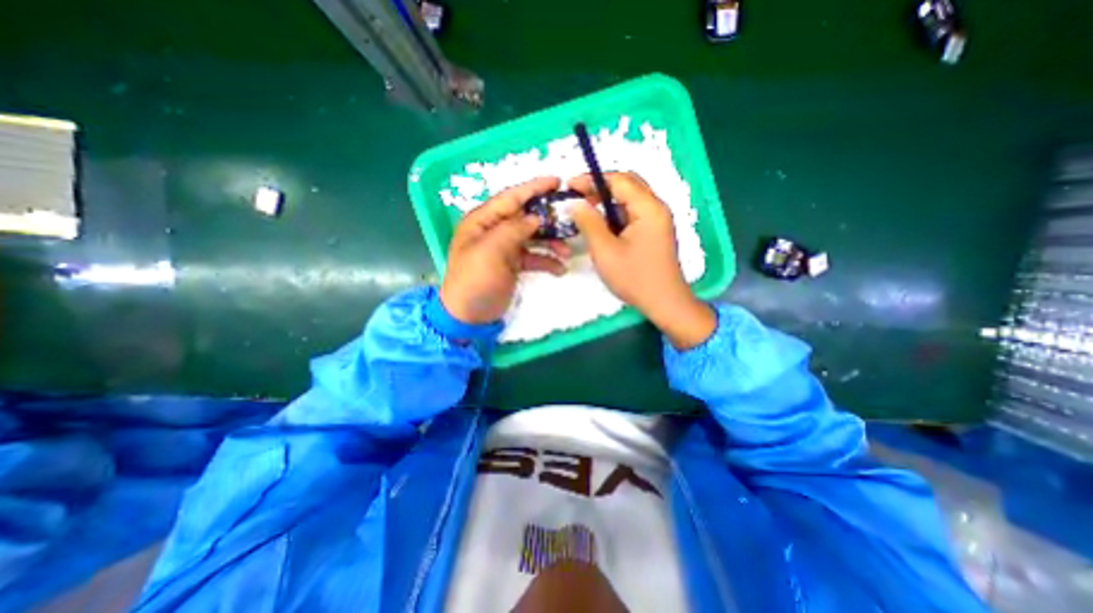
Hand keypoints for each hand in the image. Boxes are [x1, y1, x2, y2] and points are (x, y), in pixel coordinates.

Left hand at [438, 177, 572, 324]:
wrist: (469, 315)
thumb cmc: (475, 281)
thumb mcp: (490, 252)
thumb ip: (512, 230)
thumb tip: (536, 217)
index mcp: (482, 221)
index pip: (511, 198)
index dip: (533, 188)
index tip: (556, 181)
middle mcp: (494, 230)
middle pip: (525, 217)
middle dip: (548, 218)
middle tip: (571, 219)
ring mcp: (505, 248)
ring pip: (533, 237)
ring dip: (551, 242)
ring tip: (567, 251)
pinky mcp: (513, 264)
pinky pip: (534, 257)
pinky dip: (547, 261)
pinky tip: (559, 269)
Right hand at [573, 169, 718, 350]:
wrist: (665, 303)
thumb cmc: (635, 278)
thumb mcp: (605, 251)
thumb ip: (589, 223)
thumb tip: (575, 203)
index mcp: (648, 208)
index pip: (619, 179)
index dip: (592, 179)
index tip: (570, 185)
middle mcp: (657, 207)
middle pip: (627, 185)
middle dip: (599, 188)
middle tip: (577, 198)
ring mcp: (657, 220)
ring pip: (629, 200)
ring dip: (607, 202)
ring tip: (585, 212)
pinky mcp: (654, 231)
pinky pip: (633, 214)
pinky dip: (615, 215)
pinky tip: (601, 226)